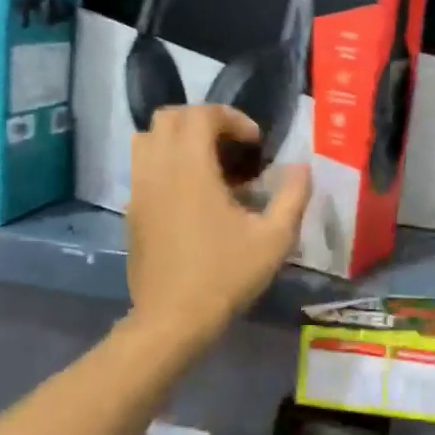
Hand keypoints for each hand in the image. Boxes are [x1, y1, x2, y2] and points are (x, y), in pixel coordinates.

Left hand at [127, 106, 311, 346]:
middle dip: (204, 121)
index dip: (232, 118)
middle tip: (233, 146)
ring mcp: (139, 190)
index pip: (201, 114)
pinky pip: (143, 168)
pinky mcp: (132, 211)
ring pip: (148, 139)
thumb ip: (293, 195)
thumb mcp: (275, 238)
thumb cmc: (226, 275)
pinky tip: (193, 196)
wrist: (173, 319)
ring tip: (209, 164)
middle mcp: (158, 170)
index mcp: (190, 168)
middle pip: (169, 118)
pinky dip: (166, 163)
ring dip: (179, 139)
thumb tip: (302, 167)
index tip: (255, 143)